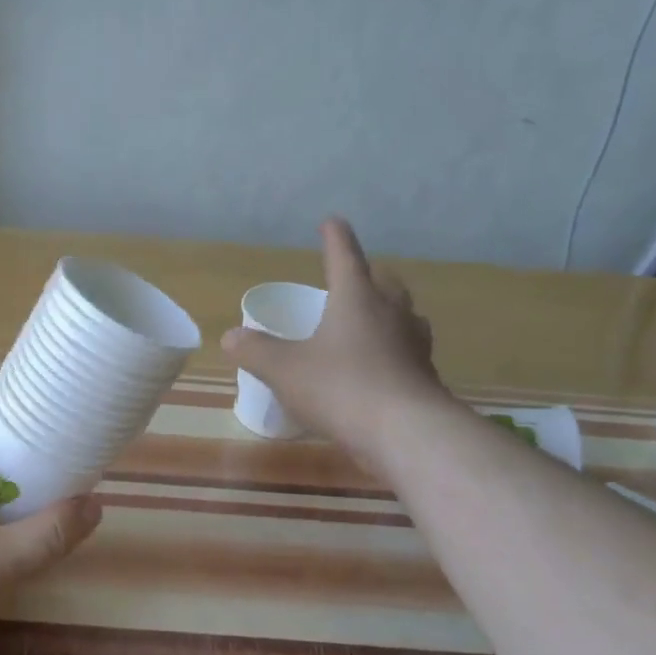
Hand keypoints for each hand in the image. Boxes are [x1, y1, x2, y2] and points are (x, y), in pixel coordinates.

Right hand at [222, 218, 444, 456]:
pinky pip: (407, 351)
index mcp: (356, 298)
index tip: (331, 222)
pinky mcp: (425, 376)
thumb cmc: (340, 387)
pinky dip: (392, 350)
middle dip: (366, 276)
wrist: (406, 433)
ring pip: (403, 315)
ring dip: (386, 312)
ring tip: (370, 320)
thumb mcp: (284, 369)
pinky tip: (379, 367)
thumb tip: (230, 336)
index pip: (344, 257)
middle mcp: (391, 312)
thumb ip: (255, 351)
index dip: (335, 238)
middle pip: (382, 283)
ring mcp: (414, 344)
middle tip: (351, 278)